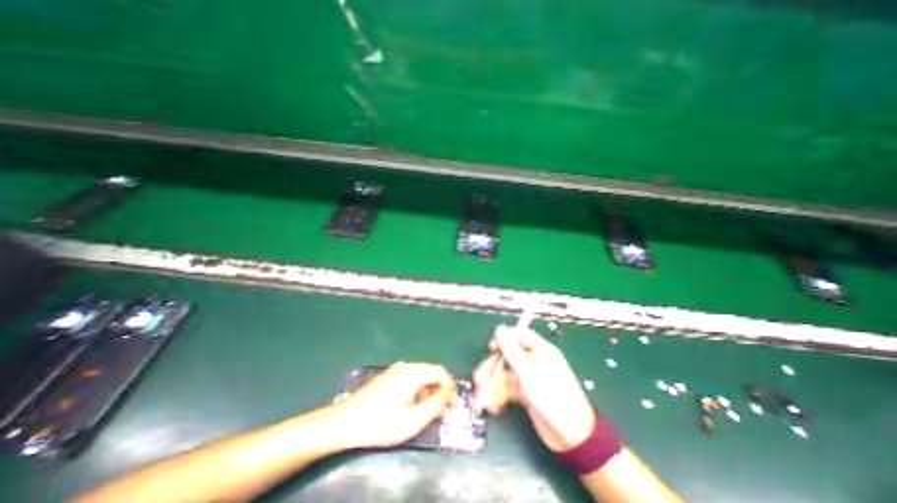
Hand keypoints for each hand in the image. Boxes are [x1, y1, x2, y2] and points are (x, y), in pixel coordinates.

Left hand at [328, 364, 455, 448]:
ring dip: (428, 393)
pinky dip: (417, 392)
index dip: (449, 387)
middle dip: (439, 391)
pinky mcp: (388, 377)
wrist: (345, 422)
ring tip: (427, 414)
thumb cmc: (381, 423)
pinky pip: (409, 380)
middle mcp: (405, 367)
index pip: (440, 372)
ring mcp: (395, 371)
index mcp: (413, 373)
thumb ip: (435, 405)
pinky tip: (411, 408)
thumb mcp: (413, 420)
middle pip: (430, 374)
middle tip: (442, 413)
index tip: (453, 404)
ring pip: (420, 378)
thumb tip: (450, 393)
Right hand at [475, 326, 593, 450]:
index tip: (491, 349)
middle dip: (493, 367)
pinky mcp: (525, 392)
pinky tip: (494, 406)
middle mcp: (533, 361)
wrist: (572, 439)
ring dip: (493, 384)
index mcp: (540, 351)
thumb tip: (499, 329)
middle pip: (508, 355)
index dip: (504, 339)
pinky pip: (508, 388)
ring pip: (505, 372)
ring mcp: (529, 377)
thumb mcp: (529, 374)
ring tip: (483, 398)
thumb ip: (512, 351)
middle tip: (480, 379)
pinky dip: (499, 395)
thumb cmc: (553, 399)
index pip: (519, 335)